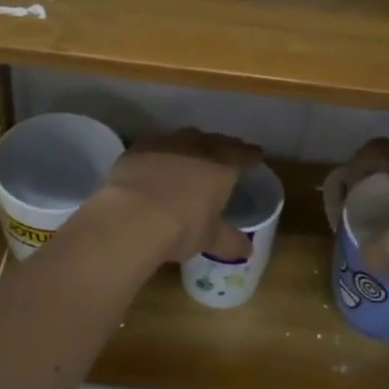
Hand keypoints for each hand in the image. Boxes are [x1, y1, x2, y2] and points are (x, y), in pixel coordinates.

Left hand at [97, 128, 262, 263]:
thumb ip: (230, 241)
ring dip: (192, 145)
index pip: (243, 154)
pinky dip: (162, 153)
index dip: (251, 155)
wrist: (132, 216)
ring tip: (193, 154)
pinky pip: (156, 146)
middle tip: (227, 153)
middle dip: (223, 146)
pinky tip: (158, 163)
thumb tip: (247, 250)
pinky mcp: (138, 149)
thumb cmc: (182, 227)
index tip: (256, 156)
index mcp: (222, 166)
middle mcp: (197, 147)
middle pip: (216, 141)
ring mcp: (166, 144)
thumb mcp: (210, 239)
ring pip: (185, 138)